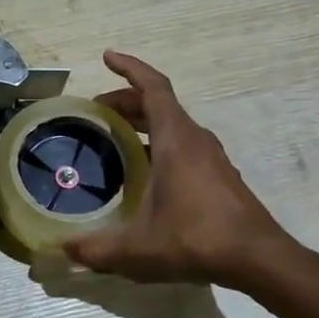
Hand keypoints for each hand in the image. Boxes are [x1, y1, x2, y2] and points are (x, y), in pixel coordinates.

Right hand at [63, 51, 302, 289]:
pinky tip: (144, 172)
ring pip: (173, 125)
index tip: (107, 57)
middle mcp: (195, 139)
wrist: (259, 260)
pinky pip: (184, 145)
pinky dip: (159, 143)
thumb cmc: (196, 240)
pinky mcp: (219, 176)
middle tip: (95, 113)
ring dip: (143, 123)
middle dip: (125, 102)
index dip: (130, 68)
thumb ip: (95, 249)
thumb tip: (60, 251)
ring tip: (114, 138)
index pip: (153, 87)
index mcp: (176, 139)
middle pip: (159, 105)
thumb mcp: (137, 248)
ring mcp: (211, 158)